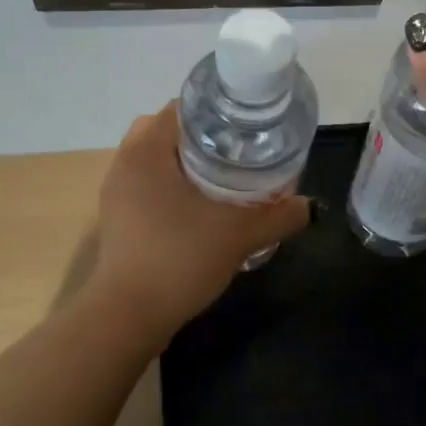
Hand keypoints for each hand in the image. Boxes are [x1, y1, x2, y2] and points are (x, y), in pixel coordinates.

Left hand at [89, 105, 309, 334]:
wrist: (129, 316)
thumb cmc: (179, 259)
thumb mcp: (238, 235)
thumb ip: (278, 216)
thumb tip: (308, 206)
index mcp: (146, 151)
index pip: (181, 109)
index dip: (217, 113)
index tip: (247, 130)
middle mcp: (124, 164)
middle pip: (167, 132)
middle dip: (203, 139)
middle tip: (239, 153)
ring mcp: (117, 194)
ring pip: (156, 162)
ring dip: (187, 165)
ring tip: (225, 180)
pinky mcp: (118, 221)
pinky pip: (148, 188)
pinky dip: (173, 189)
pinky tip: (202, 211)